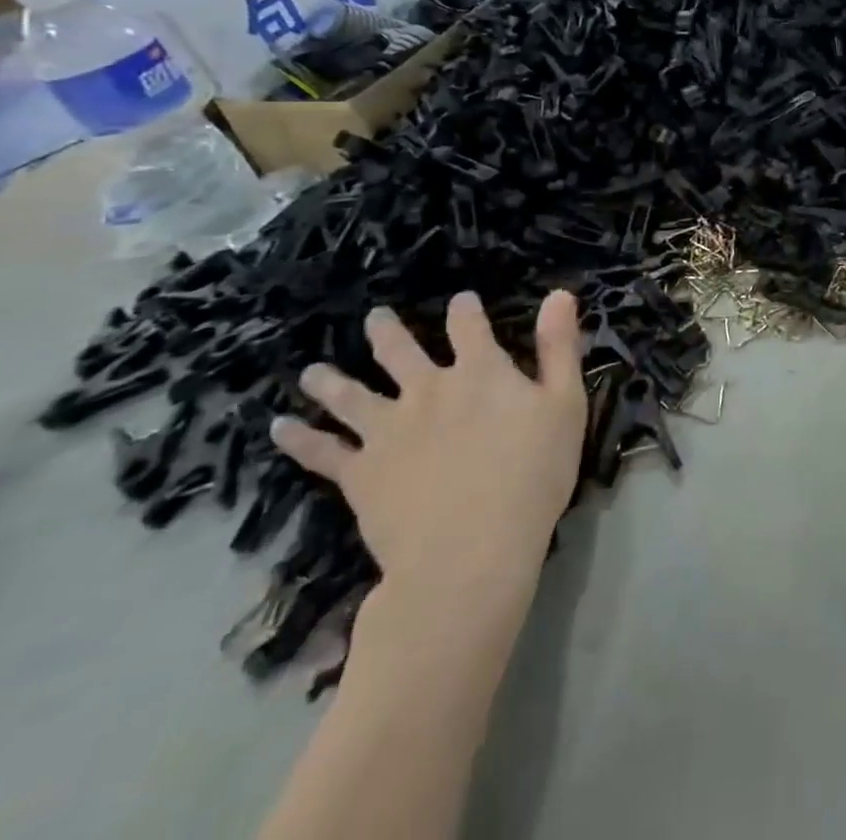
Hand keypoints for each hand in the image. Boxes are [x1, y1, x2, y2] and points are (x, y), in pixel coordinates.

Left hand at [274, 291, 587, 614]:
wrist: (471, 551)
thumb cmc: (533, 475)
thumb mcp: (565, 404)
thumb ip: (560, 347)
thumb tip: (560, 294)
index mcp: (480, 372)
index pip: (469, 326)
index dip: (466, 309)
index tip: (461, 300)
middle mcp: (427, 390)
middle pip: (399, 351)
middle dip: (386, 332)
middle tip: (373, 317)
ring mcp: (388, 431)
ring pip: (351, 396)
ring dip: (330, 381)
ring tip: (312, 372)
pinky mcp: (360, 474)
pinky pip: (322, 452)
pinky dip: (299, 439)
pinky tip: (280, 429)